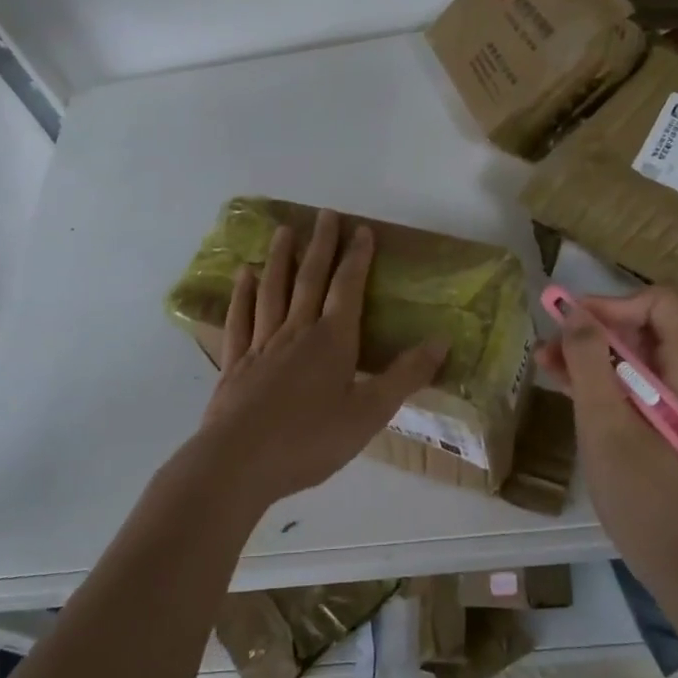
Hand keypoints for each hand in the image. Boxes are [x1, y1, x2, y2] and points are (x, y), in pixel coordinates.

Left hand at [188, 209, 446, 514]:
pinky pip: (240, 319)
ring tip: (284, 231)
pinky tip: (244, 276)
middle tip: (325, 214)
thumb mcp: (370, 414)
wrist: (239, 463)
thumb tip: (442, 340)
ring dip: (280, 258)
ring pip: (273, 290)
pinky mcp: (236, 363)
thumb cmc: (310, 440)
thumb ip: (405, 376)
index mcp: (332, 340)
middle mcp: (297, 331)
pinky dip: (243, 294)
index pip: (348, 287)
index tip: (361, 229)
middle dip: (320, 245)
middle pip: (309, 279)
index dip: (357, 257)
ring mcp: (261, 344)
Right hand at [537, 288, 677, 586]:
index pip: (661, 303)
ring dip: (591, 352)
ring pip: (635, 355)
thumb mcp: (606, 423)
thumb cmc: (645, 495)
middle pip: (645, 325)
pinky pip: (633, 383)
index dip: (614, 304)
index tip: (574, 323)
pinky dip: (600, 378)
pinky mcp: (666, 423)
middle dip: (595, 327)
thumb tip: (573, 311)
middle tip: (550, 340)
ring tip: (544, 360)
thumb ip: (589, 361)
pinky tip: (562, 382)